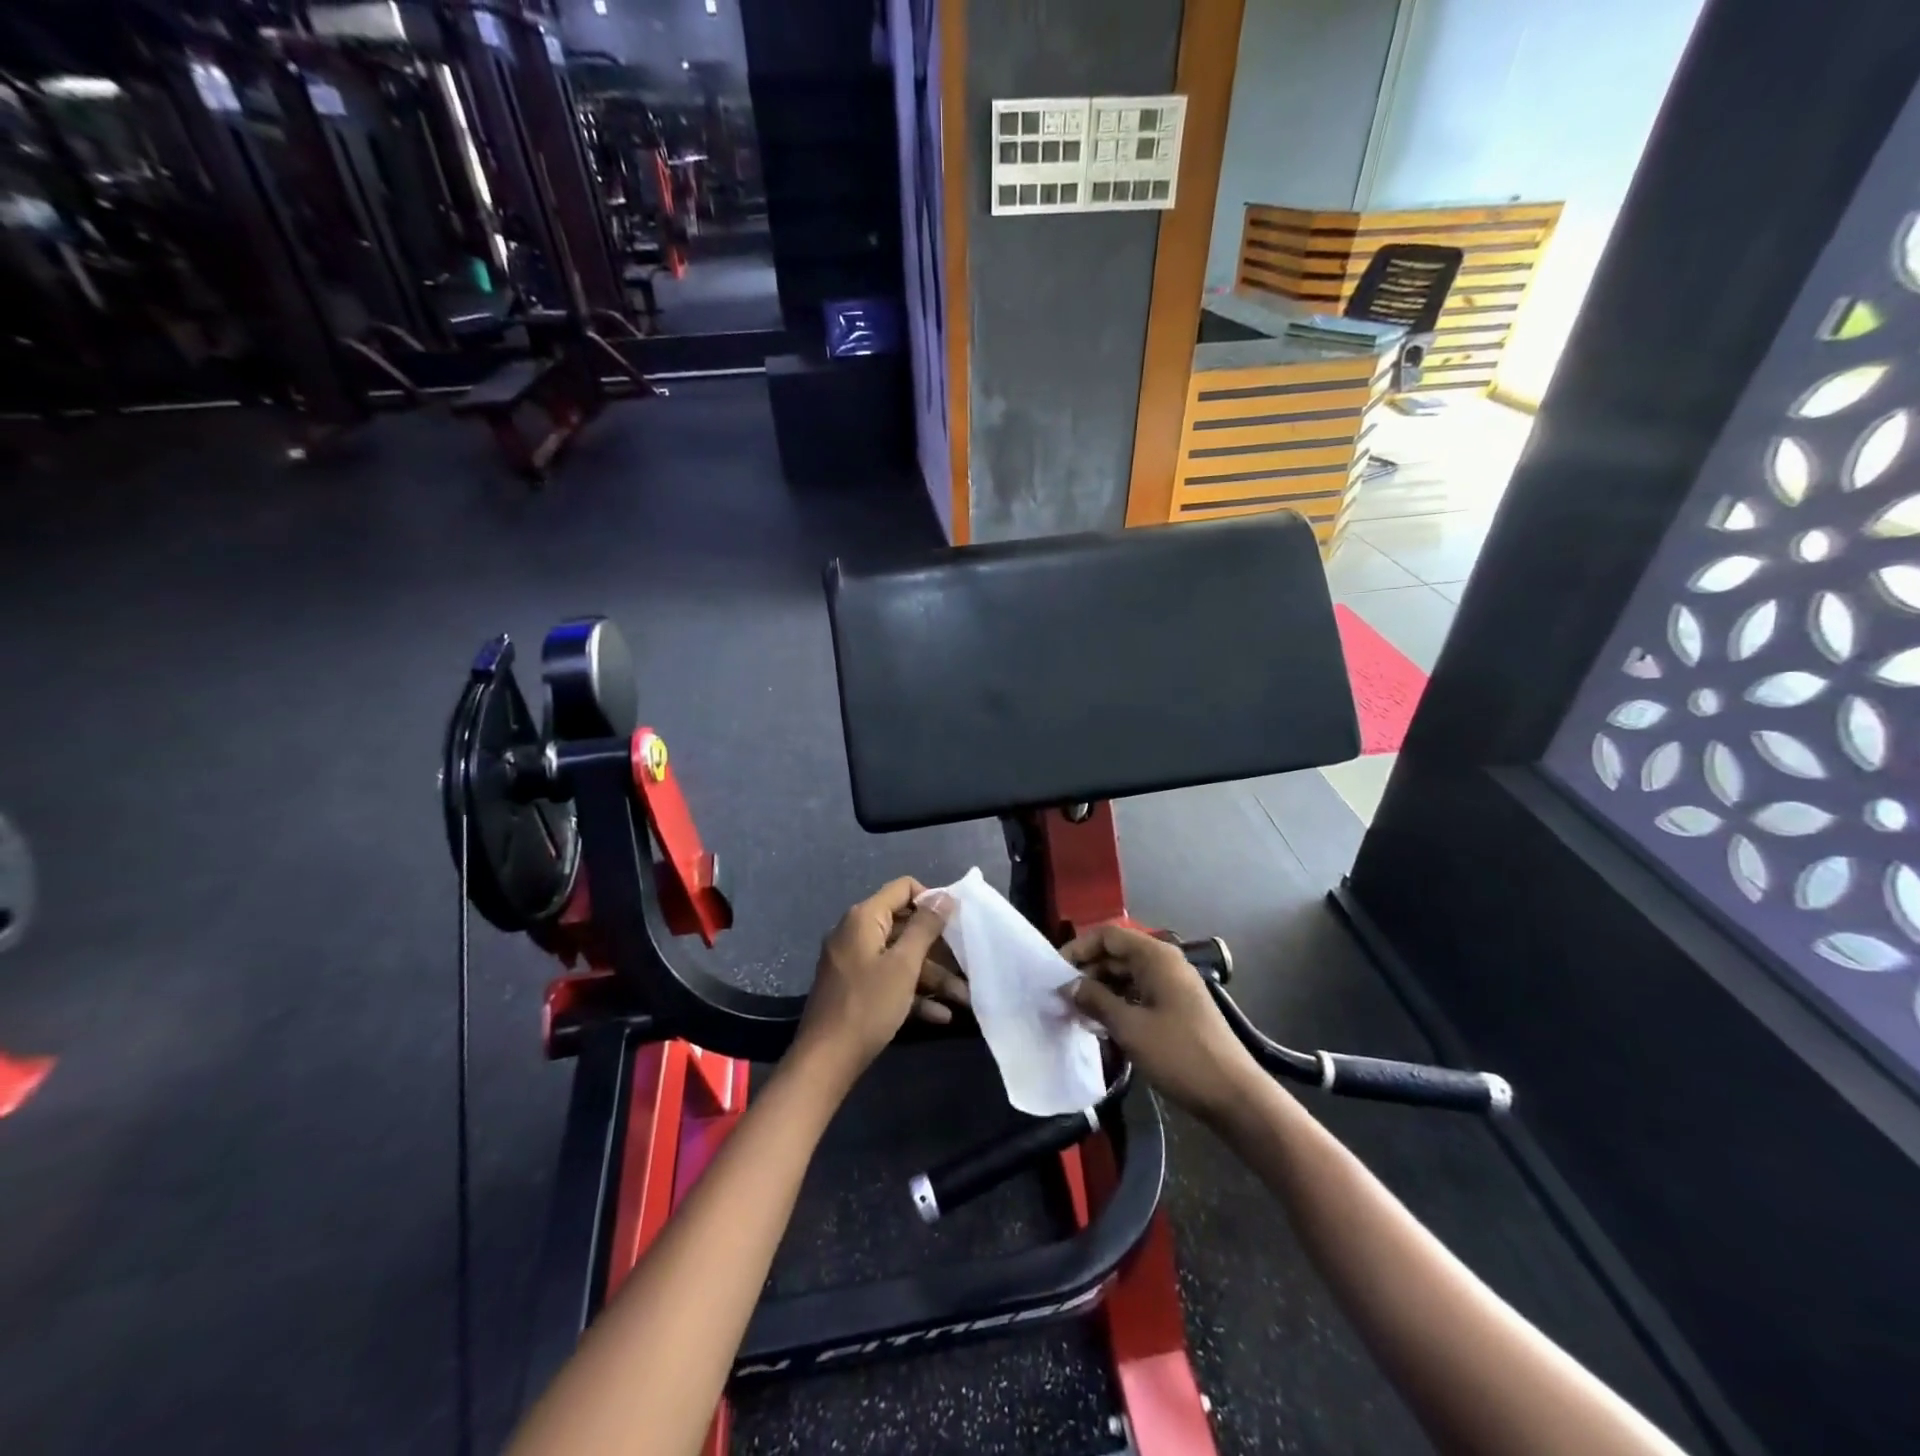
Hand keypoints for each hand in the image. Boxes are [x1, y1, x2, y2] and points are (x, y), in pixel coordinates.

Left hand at [796, 878, 956, 1078]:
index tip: (956, 922)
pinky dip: (912, 993)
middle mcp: (856, 933)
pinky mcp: (854, 988)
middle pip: (905, 927)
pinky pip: (888, 980)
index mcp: (864, 918)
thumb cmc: (867, 1005)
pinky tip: (941, 1015)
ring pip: (900, 959)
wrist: (825, 1061)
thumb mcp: (903, 965)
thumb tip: (944, 895)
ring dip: (932, 977)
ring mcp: (853, 962)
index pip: (903, 888)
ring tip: (964, 998)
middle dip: (938, 949)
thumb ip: (925, 927)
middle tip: (967, 964)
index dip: (932, 900)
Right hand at [1064, 925, 1261, 1122]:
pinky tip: (1102, 1025)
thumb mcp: (1130, 1027)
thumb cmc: (1179, 1054)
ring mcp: (1173, 985)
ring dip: (1101, 990)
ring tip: (1077, 1013)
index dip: (1079, 948)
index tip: (1056, 972)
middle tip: (1062, 997)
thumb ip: (1095, 1000)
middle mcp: (1165, 962)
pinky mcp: (1177, 1007)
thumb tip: (1068, 985)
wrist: (1233, 1095)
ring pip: (1127, 975)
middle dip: (1088, 972)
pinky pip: (1139, 993)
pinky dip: (1119, 1003)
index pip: (1108, 935)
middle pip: (1117, 954)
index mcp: (1155, 957)